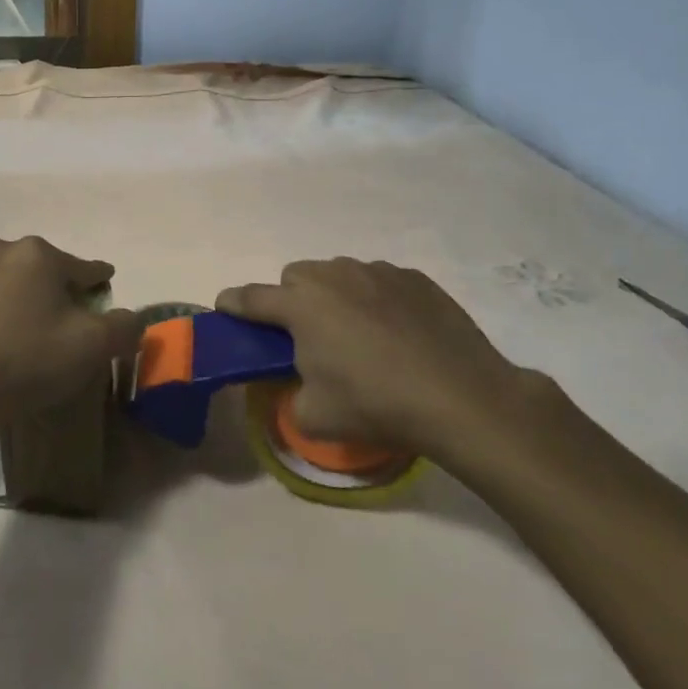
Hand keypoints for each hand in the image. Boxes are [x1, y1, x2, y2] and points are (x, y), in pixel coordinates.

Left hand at [0, 236, 144, 434]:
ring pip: (6, 283)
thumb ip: (123, 327)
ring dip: (19, 302)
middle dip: (56, 294)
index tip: (104, 300)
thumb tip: (132, 320)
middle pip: (43, 271)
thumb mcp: (91, 348)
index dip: (100, 287)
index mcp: (38, 254)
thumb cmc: (25, 361)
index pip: (85, 269)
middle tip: (63, 330)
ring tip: (23, 339)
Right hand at [216, 259, 557, 473]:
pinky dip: (375, 299)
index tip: (225, 308)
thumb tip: (296, 385)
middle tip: (309, 337)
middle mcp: (334, 276)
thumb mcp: (315, 417)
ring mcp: (377, 271)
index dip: (233, 304)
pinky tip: (396, 332)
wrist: (462, 397)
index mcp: (301, 305)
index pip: (251, 298)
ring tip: (358, 334)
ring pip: (338, 274)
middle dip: (292, 301)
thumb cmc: (377, 405)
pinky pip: (378, 280)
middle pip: (295, 278)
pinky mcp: (414, 277)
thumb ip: (289, 396)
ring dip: (334, 296)